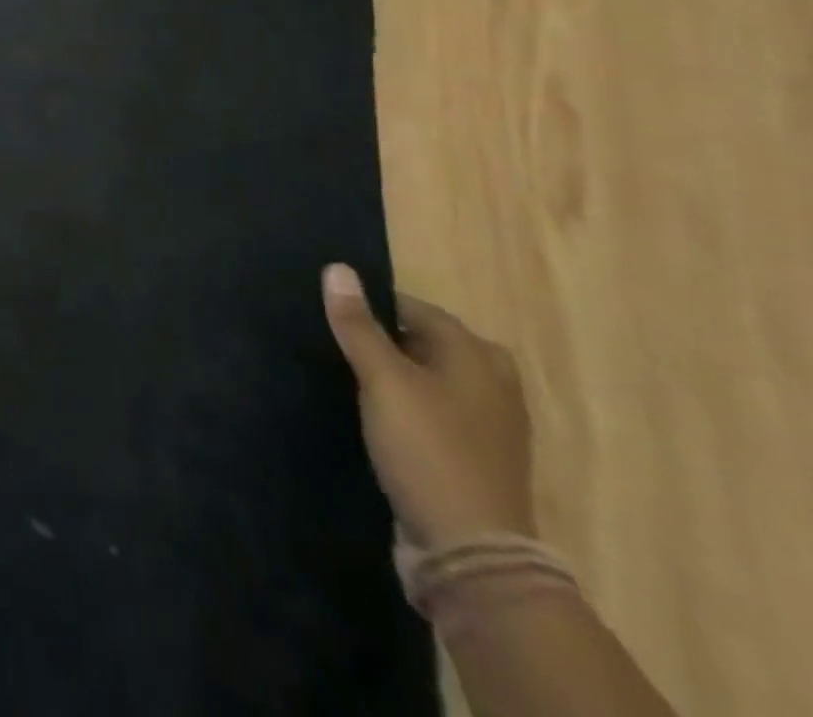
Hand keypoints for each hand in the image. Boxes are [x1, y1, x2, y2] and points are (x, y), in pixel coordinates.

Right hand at [322, 264, 536, 550]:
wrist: (470, 551)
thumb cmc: (428, 449)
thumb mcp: (383, 380)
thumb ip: (358, 325)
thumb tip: (338, 268)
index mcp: (476, 354)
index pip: (412, 307)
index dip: (369, 305)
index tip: (328, 313)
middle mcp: (492, 381)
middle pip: (423, 340)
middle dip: (381, 337)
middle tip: (334, 342)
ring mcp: (489, 422)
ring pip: (428, 376)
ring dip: (392, 372)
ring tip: (346, 374)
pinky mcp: (475, 453)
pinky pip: (434, 408)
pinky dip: (406, 403)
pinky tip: (374, 411)